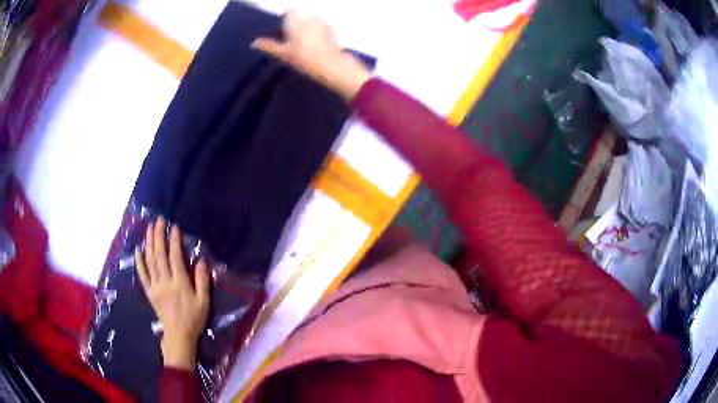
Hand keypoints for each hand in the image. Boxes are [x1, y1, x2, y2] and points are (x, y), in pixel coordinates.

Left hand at [134, 217, 209, 370]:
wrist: (178, 336)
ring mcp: (155, 286)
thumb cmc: (193, 319)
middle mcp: (165, 281)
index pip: (175, 257)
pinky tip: (138, 250)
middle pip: (159, 254)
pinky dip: (139, 261)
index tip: (173, 227)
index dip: (173, 240)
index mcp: (179, 283)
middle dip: (158, 235)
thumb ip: (202, 281)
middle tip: (158, 221)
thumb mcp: (204, 302)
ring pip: (149, 261)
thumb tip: (201, 261)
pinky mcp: (149, 292)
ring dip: (149, 243)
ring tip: (149, 229)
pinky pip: (142, 275)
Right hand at [251, 10, 370, 99]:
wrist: (330, 64)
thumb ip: (268, 46)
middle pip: (300, 16)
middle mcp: (309, 17)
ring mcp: (322, 22)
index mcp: (295, 21)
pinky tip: (317, 44)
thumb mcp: (283, 54)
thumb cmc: (303, 58)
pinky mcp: (332, 29)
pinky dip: (317, 31)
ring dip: (307, 27)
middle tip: (293, 40)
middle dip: (296, 24)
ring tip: (305, 43)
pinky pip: (321, 26)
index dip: (286, 18)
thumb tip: (254, 43)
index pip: (289, 11)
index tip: (283, 29)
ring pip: (310, 20)